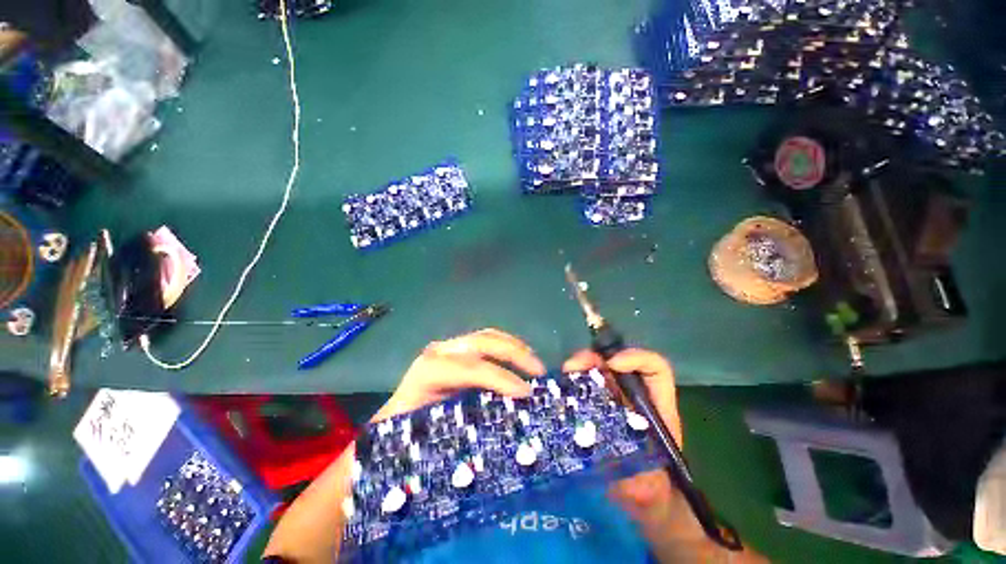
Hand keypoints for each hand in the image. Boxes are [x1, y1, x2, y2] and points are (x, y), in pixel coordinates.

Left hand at [371, 329, 545, 421]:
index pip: (470, 368)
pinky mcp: (459, 350)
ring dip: (515, 347)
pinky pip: (487, 342)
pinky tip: (521, 360)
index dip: (500, 378)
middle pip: (482, 342)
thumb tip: (498, 431)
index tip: (526, 393)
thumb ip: (455, 430)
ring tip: (535, 365)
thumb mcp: (426, 436)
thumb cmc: (402, 432)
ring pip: (487, 336)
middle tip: (539, 372)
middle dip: (514, 353)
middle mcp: (441, 352)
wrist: (391, 418)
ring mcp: (451, 347)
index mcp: (429, 371)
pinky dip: (508, 348)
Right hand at [563, 348, 680, 524]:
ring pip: (599, 370)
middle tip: (571, 366)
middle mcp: (635, 397)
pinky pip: (585, 386)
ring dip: (580, 366)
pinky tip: (559, 389)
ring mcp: (615, 400)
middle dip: (595, 358)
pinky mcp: (598, 408)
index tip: (611, 365)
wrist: (643, 502)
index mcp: (657, 408)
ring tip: (563, 374)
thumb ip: (636, 480)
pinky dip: (572, 381)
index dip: (636, 358)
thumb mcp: (648, 489)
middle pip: (618, 363)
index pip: (655, 369)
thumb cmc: (653, 493)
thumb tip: (614, 462)